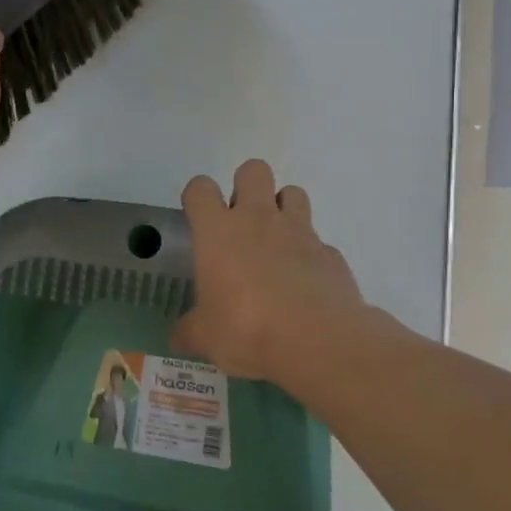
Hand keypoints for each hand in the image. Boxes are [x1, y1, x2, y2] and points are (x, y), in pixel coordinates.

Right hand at [171, 160, 364, 382]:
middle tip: (241, 222)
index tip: (198, 217)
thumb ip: (191, 330)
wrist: (317, 341)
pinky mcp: (330, 252)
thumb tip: (179, 336)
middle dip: (246, 186)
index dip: (197, 197)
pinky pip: (318, 240)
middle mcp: (259, 219)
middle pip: (253, 169)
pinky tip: (304, 281)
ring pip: (293, 192)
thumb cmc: (246, 330)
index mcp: (219, 231)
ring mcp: (300, 231)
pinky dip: (310, 253)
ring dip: (283, 208)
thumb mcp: (206, 337)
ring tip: (276, 242)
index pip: (200, 188)